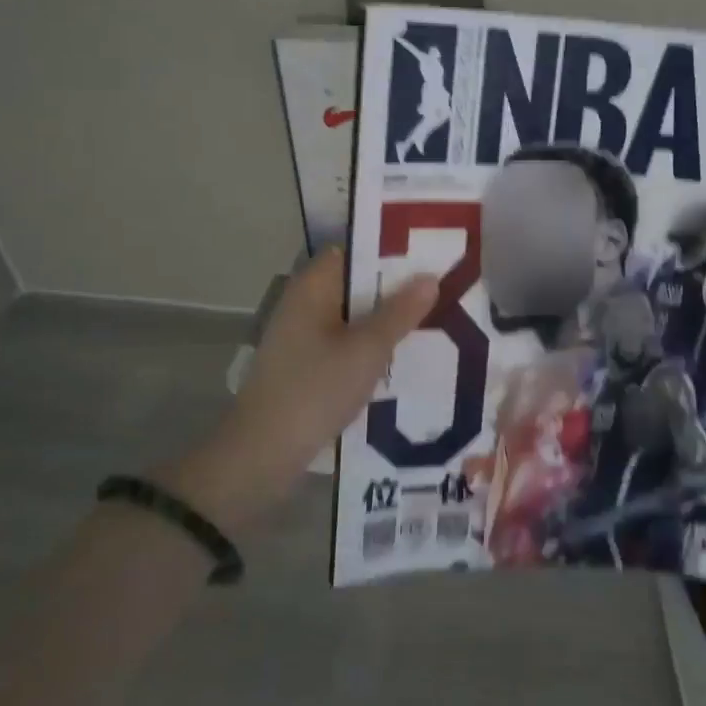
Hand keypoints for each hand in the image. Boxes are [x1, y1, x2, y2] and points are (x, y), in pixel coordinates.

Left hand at [158, 249, 437, 528]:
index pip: (354, 251)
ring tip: (434, 321)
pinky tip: (402, 357)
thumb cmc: (315, 390)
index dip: (390, 251)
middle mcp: (304, 304)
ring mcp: (302, 336)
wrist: (263, 454)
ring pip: (354, 316)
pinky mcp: (306, 365)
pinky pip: (346, 343)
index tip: (429, 257)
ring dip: (386, 320)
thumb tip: (430, 277)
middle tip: (442, 290)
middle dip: (396, 289)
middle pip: (356, 284)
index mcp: (312, 287)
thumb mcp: (367, 350)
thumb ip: (400, 312)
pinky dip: (371, 346)